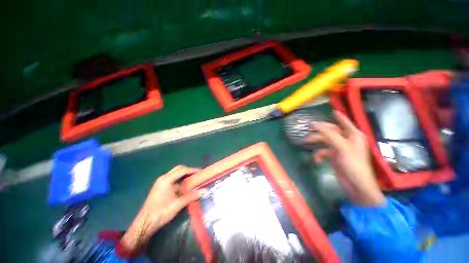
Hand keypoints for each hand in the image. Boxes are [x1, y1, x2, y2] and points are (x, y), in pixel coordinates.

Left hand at [120, 165, 206, 250]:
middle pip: (178, 169)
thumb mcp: (178, 204)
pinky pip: (173, 180)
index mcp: (167, 179)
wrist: (145, 223)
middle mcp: (163, 178)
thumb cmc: (161, 212)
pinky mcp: (161, 188)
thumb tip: (205, 190)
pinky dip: (180, 181)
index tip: (202, 171)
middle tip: (197, 174)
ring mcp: (161, 183)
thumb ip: (192, 196)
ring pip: (175, 174)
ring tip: (194, 179)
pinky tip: (186, 187)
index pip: (183, 170)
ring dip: (184, 176)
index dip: (193, 170)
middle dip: (189, 170)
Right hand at [305, 111, 384, 206]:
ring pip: (325, 140)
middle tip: (308, 129)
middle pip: (331, 131)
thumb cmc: (353, 164)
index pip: (345, 122)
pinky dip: (318, 155)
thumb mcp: (342, 147)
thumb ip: (329, 135)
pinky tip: (317, 160)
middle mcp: (346, 140)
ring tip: (305, 142)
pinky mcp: (334, 156)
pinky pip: (323, 151)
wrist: (356, 184)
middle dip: (319, 130)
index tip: (332, 111)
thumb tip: (316, 124)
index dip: (339, 116)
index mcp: (353, 135)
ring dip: (315, 142)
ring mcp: (339, 148)